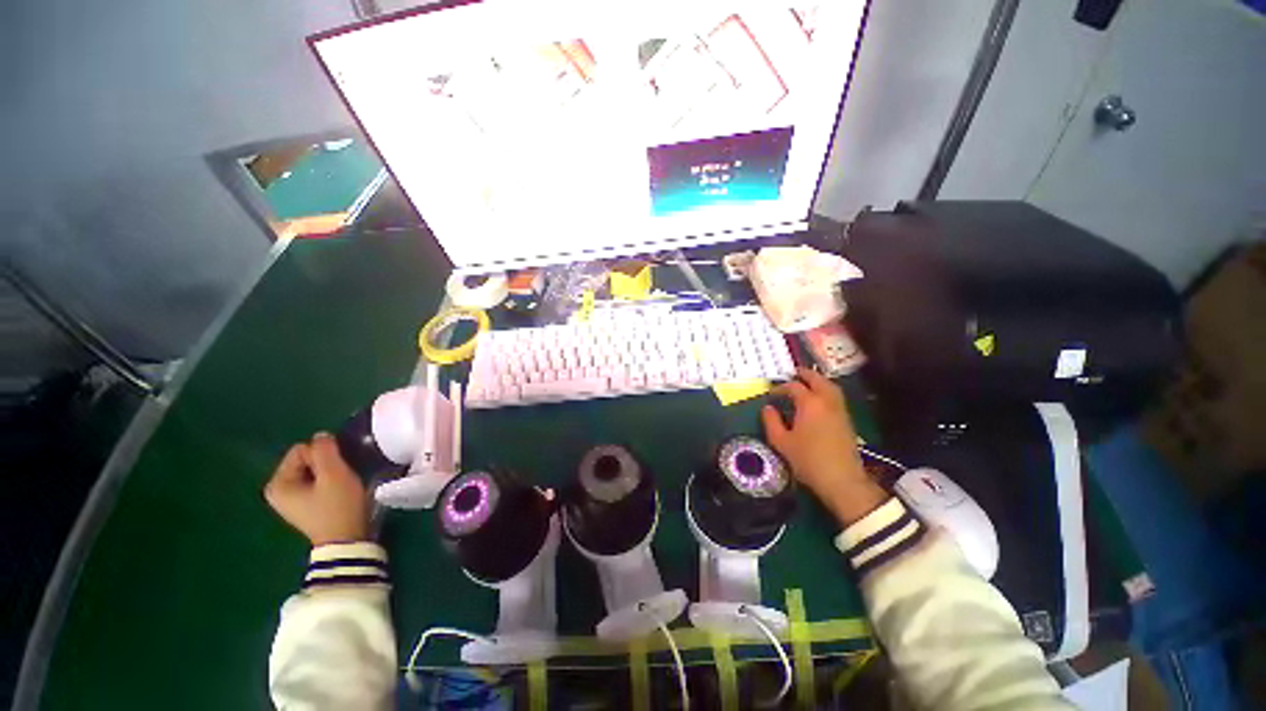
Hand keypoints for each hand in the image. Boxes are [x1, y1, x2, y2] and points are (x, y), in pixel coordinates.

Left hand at [264, 433, 370, 545]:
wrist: (347, 540)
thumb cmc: (338, 507)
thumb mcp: (334, 474)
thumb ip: (325, 450)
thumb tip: (322, 435)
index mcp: (277, 483)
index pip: (301, 449)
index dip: (324, 455)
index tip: (337, 470)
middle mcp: (277, 490)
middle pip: (306, 460)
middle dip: (326, 463)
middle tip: (341, 477)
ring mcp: (290, 500)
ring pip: (313, 470)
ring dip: (330, 473)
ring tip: (342, 485)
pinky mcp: (304, 506)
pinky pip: (316, 482)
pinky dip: (329, 482)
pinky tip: (339, 492)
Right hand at [761, 368, 888, 525]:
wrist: (842, 480)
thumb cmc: (808, 460)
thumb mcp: (781, 442)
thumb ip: (771, 422)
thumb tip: (767, 408)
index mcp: (809, 403)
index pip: (793, 386)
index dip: (780, 388)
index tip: (771, 394)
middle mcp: (827, 401)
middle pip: (817, 379)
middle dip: (805, 375)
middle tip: (794, 373)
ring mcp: (840, 410)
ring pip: (830, 387)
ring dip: (818, 381)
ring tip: (807, 383)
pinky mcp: (847, 420)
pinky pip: (836, 397)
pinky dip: (826, 391)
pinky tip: (818, 400)